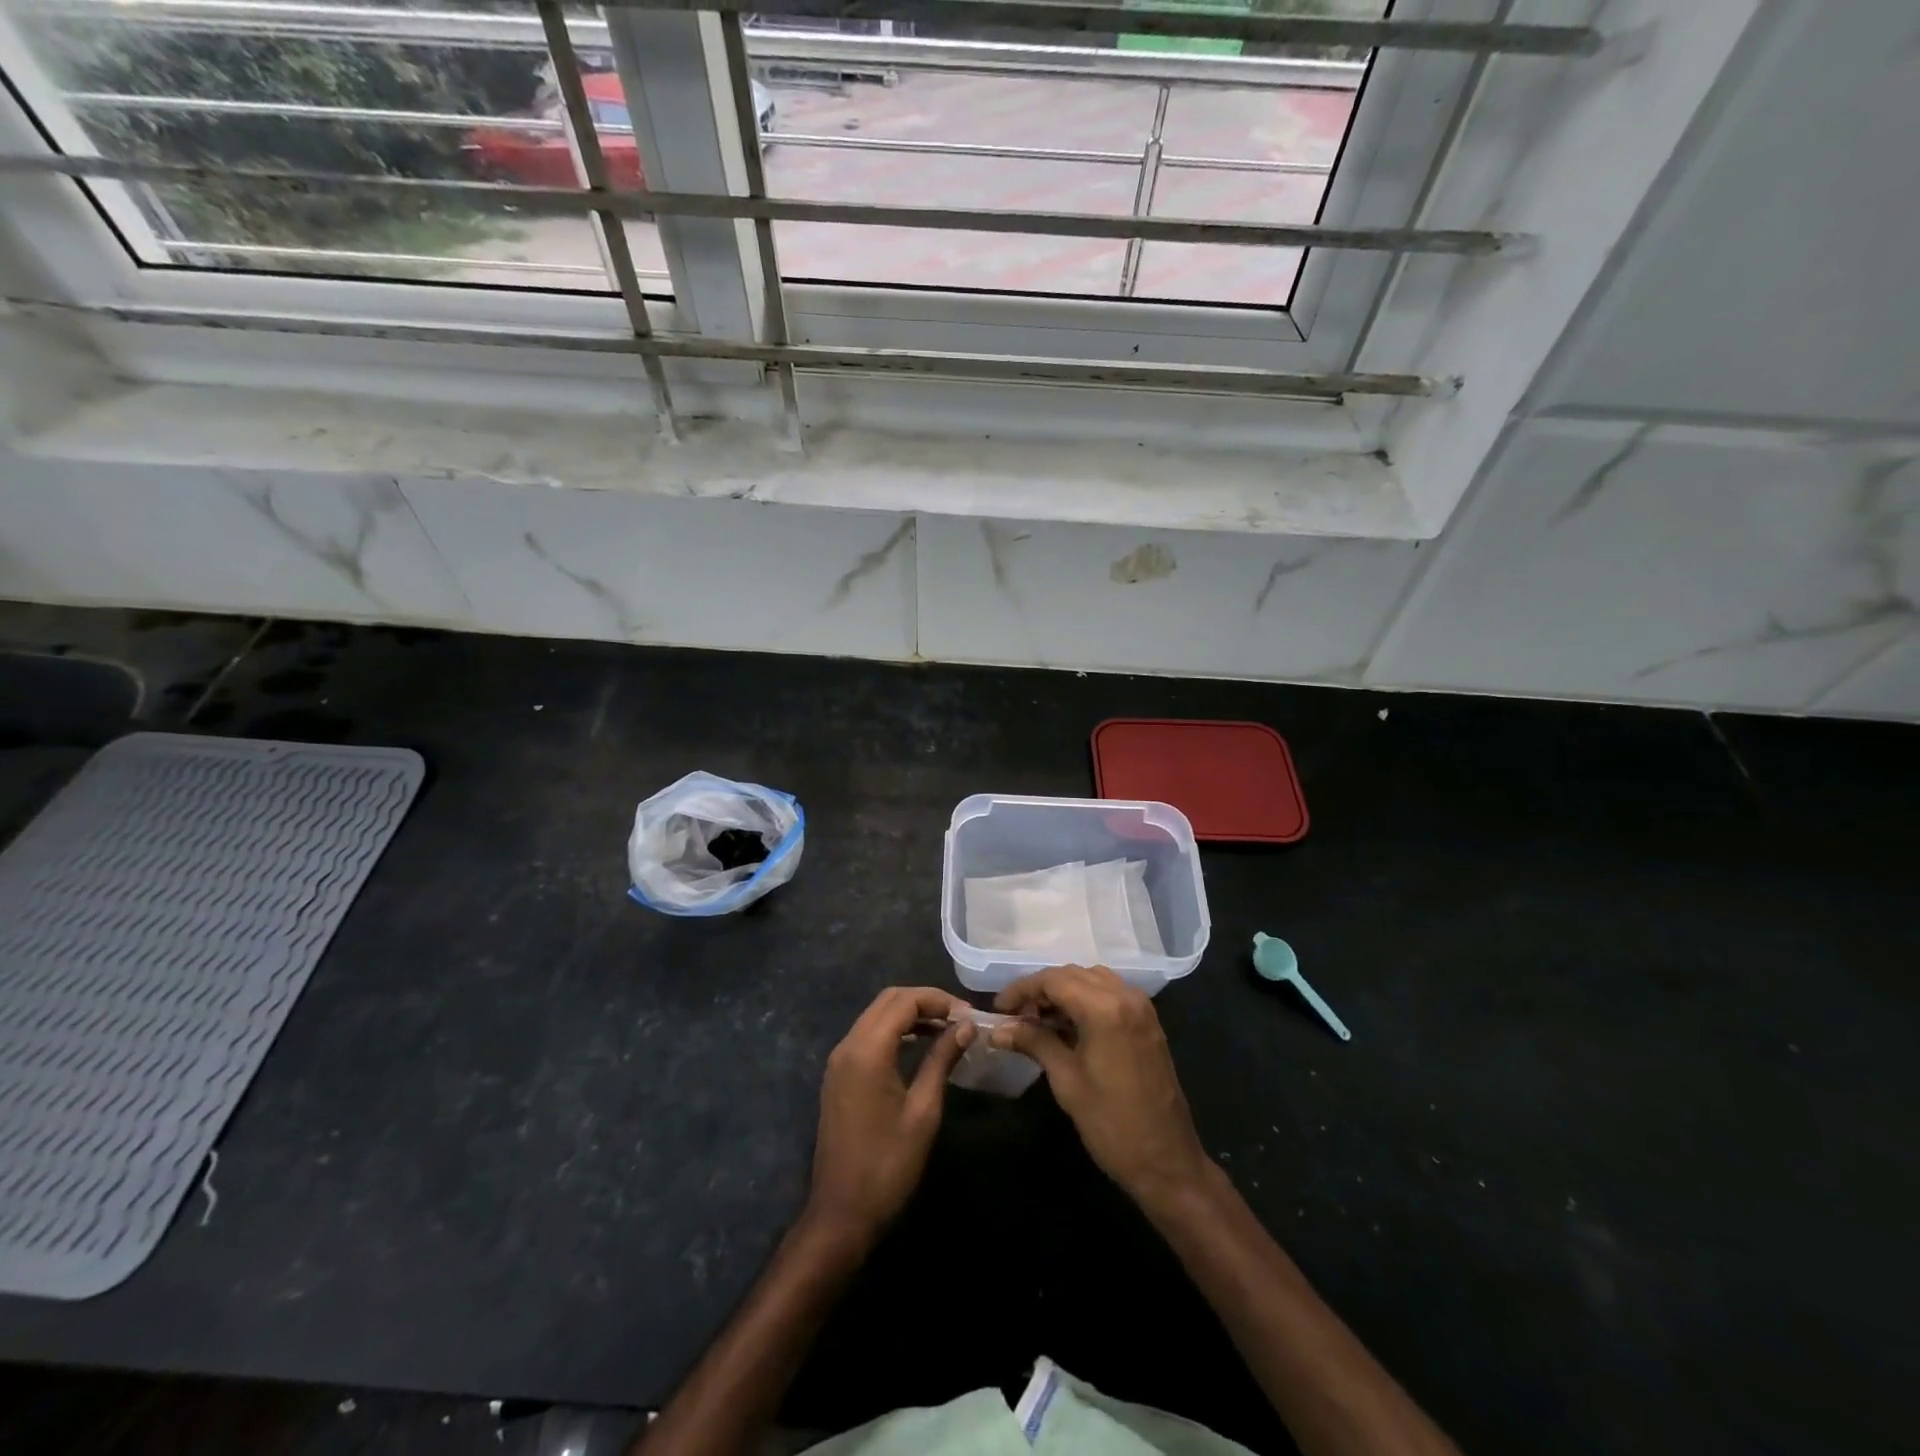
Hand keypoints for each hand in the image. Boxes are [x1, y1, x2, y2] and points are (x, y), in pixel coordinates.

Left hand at [806, 986, 973, 1245]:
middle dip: (924, 1001)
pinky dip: (895, 1031)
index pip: (904, 1001)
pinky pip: (868, 1036)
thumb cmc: (888, 1165)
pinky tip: (920, 1045)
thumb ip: (941, 1060)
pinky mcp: (839, 1076)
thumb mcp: (923, 1111)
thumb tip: (965, 1026)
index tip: (969, 1015)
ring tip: (946, 1029)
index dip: (939, 1000)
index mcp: (867, 1051)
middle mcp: (847, 1046)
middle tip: (959, 1018)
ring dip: (910, 1014)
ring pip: (876, 1016)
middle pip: (888, 1001)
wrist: (842, 1214)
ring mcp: (839, 1061)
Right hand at [993, 965, 1212, 1214]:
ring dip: (1063, 992)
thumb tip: (998, 1030)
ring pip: (1092, 980)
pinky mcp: (1147, 1022)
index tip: (999, 1008)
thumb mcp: (1066, 1080)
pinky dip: (1085, 999)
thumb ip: (1033, 1043)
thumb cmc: (1111, 1124)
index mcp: (1105, 1009)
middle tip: (1015, 1016)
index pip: (1054, 980)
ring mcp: (1141, 1007)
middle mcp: (1125, 996)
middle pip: (1073, 974)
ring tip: (1037, 1019)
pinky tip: (1066, 1024)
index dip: (1022, 990)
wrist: (1167, 1162)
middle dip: (1041, 989)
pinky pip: (1110, 993)